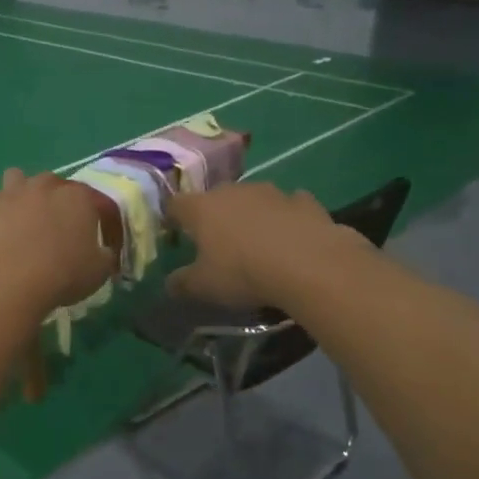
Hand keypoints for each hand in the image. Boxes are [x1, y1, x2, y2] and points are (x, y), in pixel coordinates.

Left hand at [0, 169, 115, 317]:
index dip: (91, 216)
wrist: (11, 280)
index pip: (91, 199)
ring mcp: (11, 190)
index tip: (88, 236)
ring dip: (17, 191)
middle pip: (51, 183)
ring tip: (15, 215)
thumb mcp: (98, 272)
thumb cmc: (62, 275)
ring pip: (15, 176)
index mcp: (79, 199)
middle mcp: (45, 185)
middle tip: (49, 225)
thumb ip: (105, 256)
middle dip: (51, 198)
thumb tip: (105, 252)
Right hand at [169, 182, 353, 308]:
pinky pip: (288, 205)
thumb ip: (182, 283)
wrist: (308, 265)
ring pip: (252, 198)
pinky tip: (289, 235)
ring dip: (250, 214)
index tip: (173, 232)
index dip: (172, 217)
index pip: (176, 204)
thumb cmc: (243, 272)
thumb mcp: (204, 287)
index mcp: (202, 208)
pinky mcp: (304, 201)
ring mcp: (271, 192)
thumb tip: (170, 283)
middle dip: (213, 215)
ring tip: (255, 240)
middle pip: (215, 198)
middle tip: (215, 240)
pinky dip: (285, 217)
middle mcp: (234, 191)